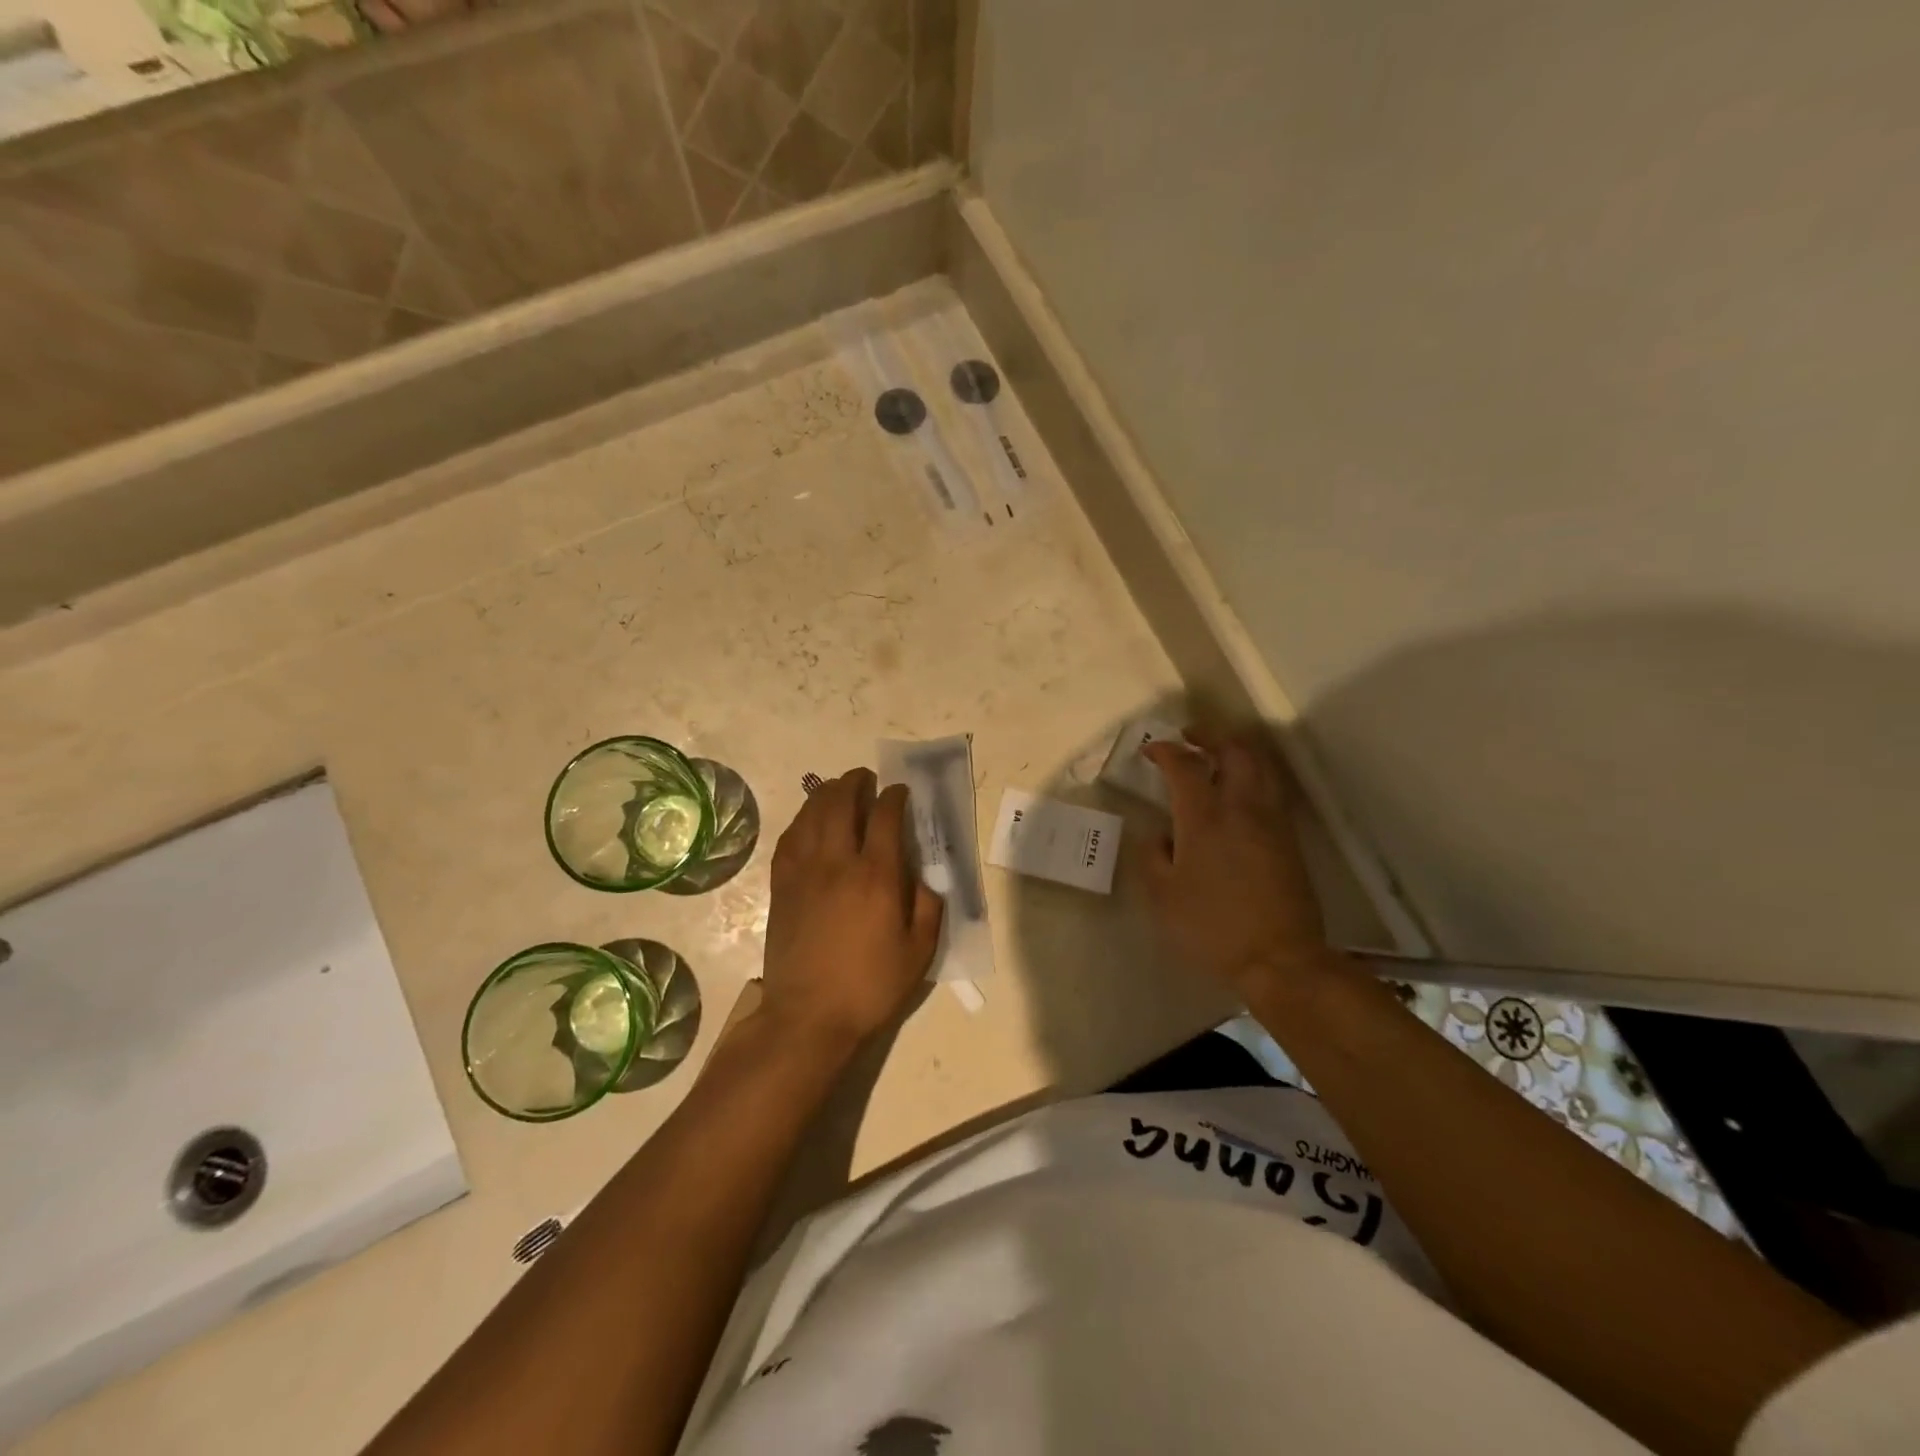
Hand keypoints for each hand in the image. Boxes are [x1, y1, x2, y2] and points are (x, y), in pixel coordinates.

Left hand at [762, 769, 944, 1048]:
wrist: (809, 1016)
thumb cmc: (870, 986)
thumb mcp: (919, 953)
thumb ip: (928, 906)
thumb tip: (922, 876)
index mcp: (877, 875)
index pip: (885, 816)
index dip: (895, 796)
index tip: (901, 791)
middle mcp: (838, 862)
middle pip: (842, 802)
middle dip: (856, 783)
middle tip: (866, 779)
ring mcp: (804, 871)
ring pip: (812, 814)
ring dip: (827, 793)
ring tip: (838, 789)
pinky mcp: (782, 886)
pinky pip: (790, 838)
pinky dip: (802, 820)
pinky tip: (809, 821)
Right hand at [1142, 727, 1331, 995]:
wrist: (1280, 959)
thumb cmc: (1212, 927)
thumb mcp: (1163, 897)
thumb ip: (1153, 857)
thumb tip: (1160, 835)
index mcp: (1204, 819)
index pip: (1184, 766)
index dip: (1166, 751)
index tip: (1151, 751)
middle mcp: (1241, 809)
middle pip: (1234, 751)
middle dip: (1210, 736)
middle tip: (1190, 738)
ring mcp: (1271, 822)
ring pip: (1261, 766)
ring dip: (1237, 752)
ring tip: (1217, 758)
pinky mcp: (1289, 839)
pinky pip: (1271, 790)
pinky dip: (1253, 776)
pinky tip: (1239, 794)